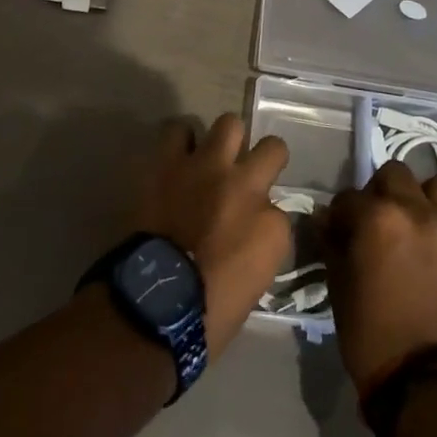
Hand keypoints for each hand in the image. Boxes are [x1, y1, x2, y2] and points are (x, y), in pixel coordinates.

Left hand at [132, 114, 290, 360]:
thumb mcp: (254, 283)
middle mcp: (247, 186)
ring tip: (208, 158)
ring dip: (222, 141)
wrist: (155, 304)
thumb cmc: (208, 313)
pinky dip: (180, 141)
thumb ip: (259, 243)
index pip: (281, 209)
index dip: (266, 216)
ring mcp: (208, 167)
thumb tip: (250, 225)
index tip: (253, 226)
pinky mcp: (170, 162)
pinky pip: (178, 130)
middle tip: (245, 173)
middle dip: (262, 158)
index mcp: (272, 227)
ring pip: (229, 124)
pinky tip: (177, 156)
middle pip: (272, 147)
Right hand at [322, 160, 436, 396]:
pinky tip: (433, 255)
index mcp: (378, 217)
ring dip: (420, 198)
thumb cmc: (369, 331)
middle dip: (380, 192)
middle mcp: (417, 212)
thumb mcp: (338, 283)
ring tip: (413, 224)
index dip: (339, 214)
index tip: (338, 231)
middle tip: (376, 221)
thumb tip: (328, 222)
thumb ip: (333, 242)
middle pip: (395, 174)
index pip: (349, 197)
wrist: (424, 380)